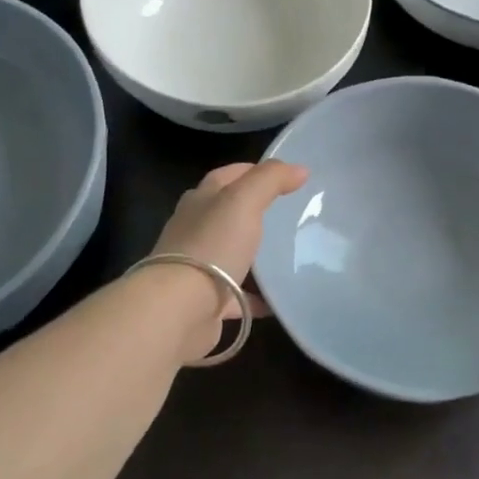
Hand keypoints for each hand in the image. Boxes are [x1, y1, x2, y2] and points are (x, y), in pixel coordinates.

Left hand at [146, 161, 308, 358]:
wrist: (179, 309)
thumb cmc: (211, 246)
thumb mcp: (243, 201)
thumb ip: (270, 180)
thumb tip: (299, 169)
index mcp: (200, 201)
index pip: (226, 176)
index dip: (253, 171)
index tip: (286, 176)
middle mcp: (194, 230)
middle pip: (225, 214)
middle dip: (253, 211)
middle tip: (289, 215)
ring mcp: (196, 268)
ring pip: (229, 254)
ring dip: (252, 254)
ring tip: (286, 255)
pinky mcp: (203, 302)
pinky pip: (235, 296)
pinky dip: (254, 296)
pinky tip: (276, 299)